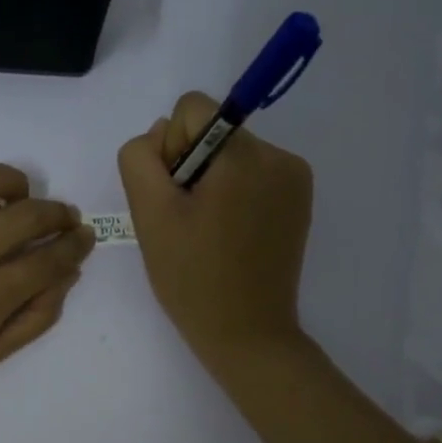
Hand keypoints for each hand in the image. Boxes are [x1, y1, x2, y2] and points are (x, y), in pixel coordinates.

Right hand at [118, 92, 313, 365]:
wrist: (247, 333)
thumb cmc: (192, 277)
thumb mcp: (150, 215)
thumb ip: (142, 158)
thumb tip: (163, 133)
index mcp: (243, 155)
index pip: (192, 109)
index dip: (170, 149)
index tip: (174, 197)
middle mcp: (278, 156)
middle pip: (213, 132)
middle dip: (191, 167)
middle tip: (187, 222)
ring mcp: (295, 180)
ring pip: (231, 154)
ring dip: (211, 182)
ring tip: (207, 233)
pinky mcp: (299, 202)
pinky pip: (254, 176)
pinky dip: (235, 196)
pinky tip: (229, 236)